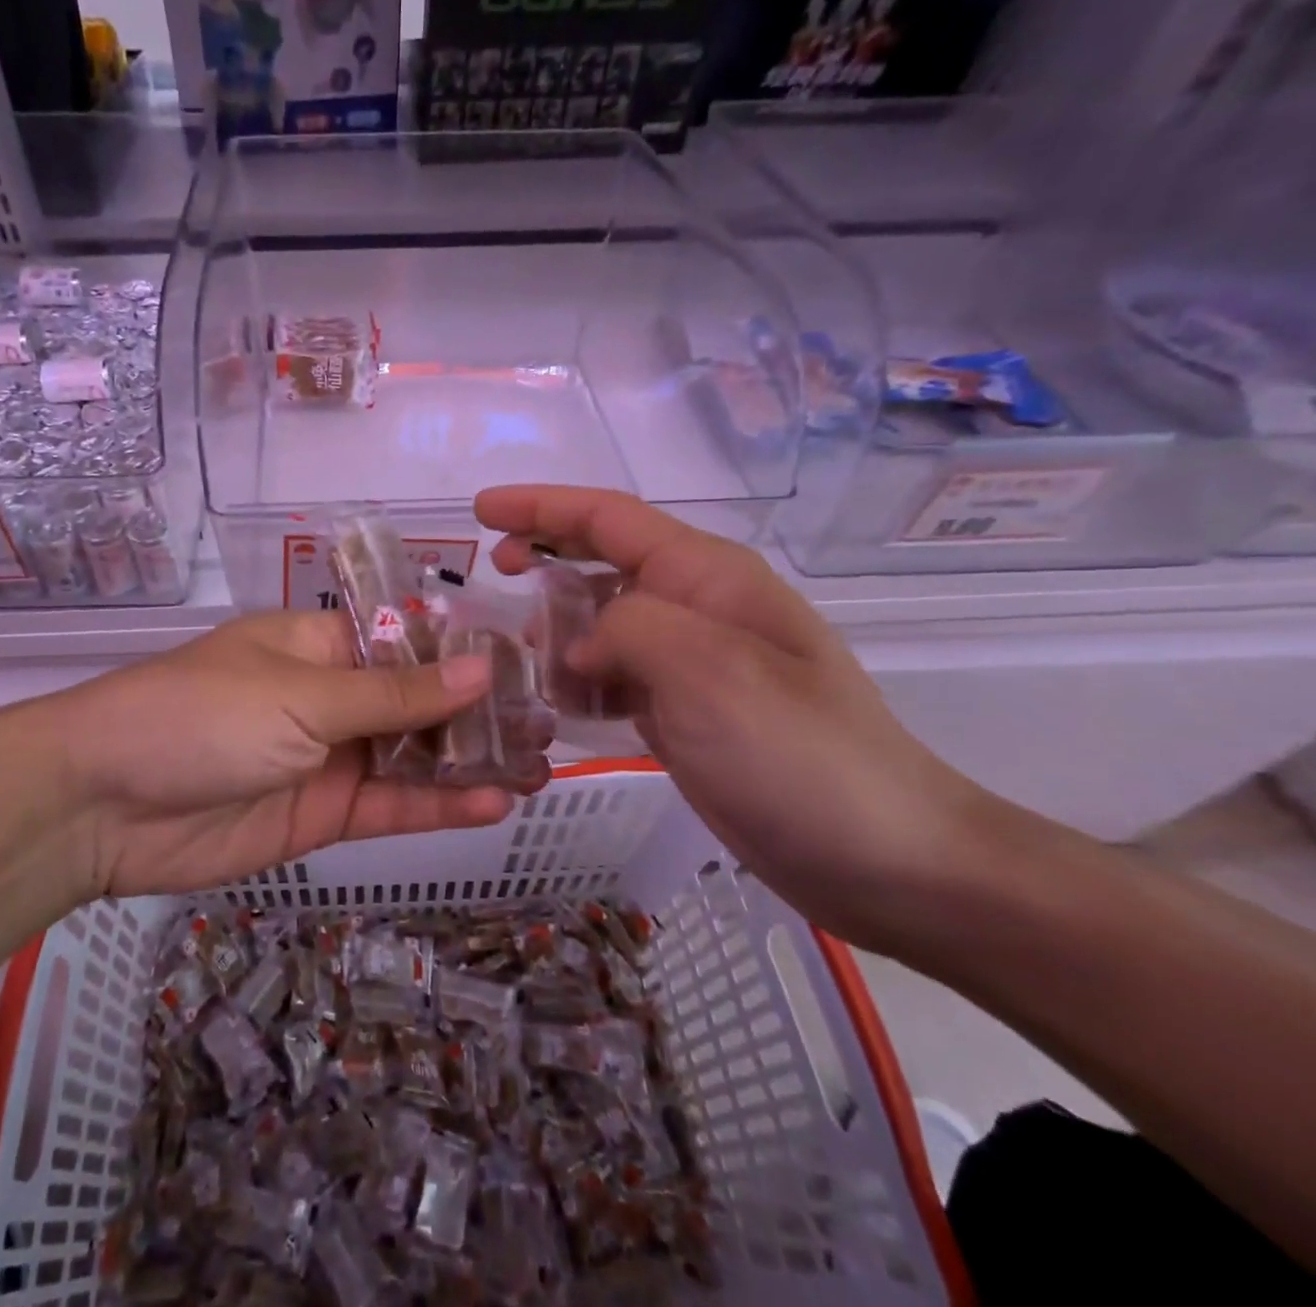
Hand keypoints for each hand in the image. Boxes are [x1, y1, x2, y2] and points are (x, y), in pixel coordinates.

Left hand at [49, 612, 519, 898]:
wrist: (104, 804)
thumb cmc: (203, 716)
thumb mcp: (303, 694)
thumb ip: (395, 694)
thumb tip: (481, 667)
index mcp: (321, 643)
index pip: (409, 640)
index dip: (467, 652)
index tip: (531, 663)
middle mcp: (331, 695)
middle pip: (419, 701)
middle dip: (480, 712)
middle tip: (550, 723)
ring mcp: (329, 757)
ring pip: (414, 756)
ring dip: (471, 762)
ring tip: (540, 765)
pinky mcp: (322, 814)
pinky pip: (391, 805)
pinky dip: (438, 805)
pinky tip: (493, 802)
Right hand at [475, 484, 999, 949]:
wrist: (883, 858)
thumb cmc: (800, 755)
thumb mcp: (710, 673)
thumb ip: (629, 629)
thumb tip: (579, 643)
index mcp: (707, 577)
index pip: (609, 518)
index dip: (541, 506)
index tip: (481, 510)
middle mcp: (698, 607)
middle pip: (604, 560)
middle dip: (545, 555)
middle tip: (494, 574)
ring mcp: (693, 662)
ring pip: (604, 622)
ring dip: (558, 629)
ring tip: (519, 658)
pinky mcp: (686, 712)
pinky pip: (615, 677)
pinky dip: (579, 682)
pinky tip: (557, 708)